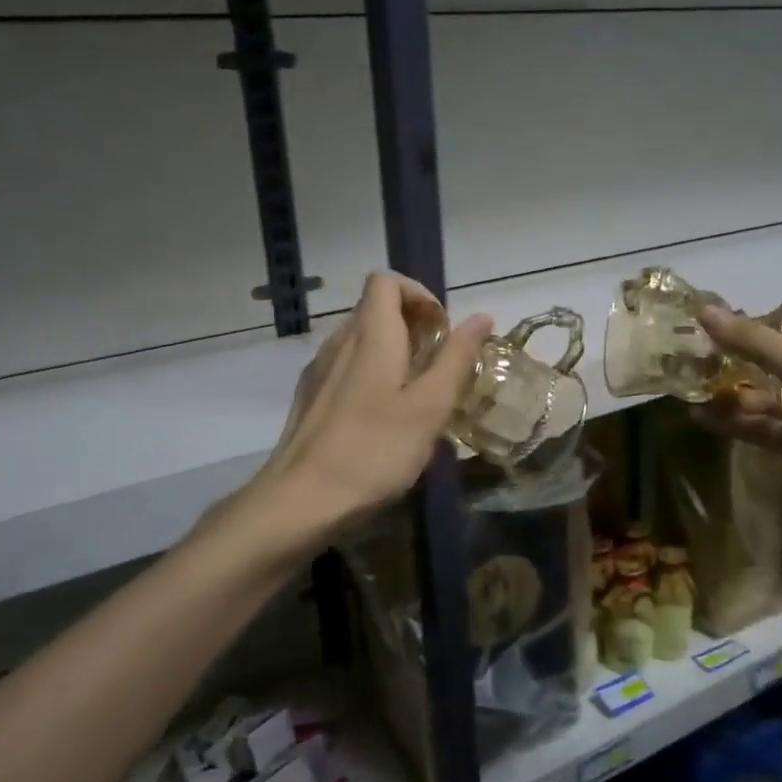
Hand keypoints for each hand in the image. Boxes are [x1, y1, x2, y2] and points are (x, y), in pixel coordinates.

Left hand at [253, 272, 492, 534]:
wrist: (301, 501)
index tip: (442, 332)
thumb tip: (481, 317)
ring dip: (395, 351)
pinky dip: (373, 373)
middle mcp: (340, 341)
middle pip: (375, 308)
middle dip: (414, 325)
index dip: (419, 295)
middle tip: (439, 367)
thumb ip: (456, 358)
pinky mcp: (310, 397)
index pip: (386, 281)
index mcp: (370, 335)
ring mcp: (319, 370)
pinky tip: (385, 417)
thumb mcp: (429, 407)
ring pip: (361, 339)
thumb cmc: (374, 451)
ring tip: (418, 394)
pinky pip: (348, 366)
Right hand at [694, 305, 781, 521]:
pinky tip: (700, 418)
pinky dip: (735, 423)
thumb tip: (703, 312)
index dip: (747, 326)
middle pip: (769, 362)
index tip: (705, 329)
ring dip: (729, 394)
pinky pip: (762, 427)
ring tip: (686, 389)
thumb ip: (753, 342)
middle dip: (731, 361)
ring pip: (763, 397)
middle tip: (687, 359)